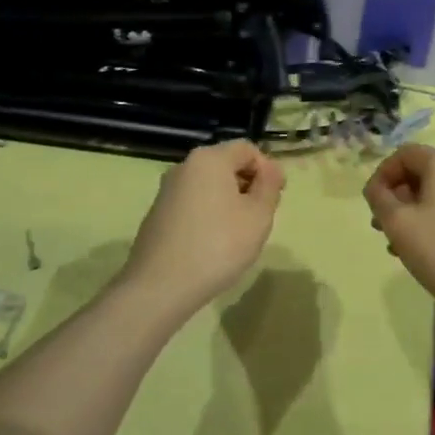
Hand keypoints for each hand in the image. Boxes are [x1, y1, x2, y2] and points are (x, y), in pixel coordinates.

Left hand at [119, 141, 284, 314]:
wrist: (160, 285)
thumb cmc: (218, 245)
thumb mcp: (258, 216)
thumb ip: (269, 186)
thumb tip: (271, 168)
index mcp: (209, 159)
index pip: (247, 149)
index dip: (267, 169)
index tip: (276, 198)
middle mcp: (184, 166)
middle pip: (226, 164)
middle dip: (248, 185)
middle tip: (260, 218)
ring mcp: (167, 190)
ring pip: (209, 185)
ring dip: (229, 201)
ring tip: (238, 233)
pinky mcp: (158, 213)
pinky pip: (192, 202)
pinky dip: (208, 214)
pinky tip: (212, 243)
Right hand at [363, 144, 434, 313]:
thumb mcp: (397, 223)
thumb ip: (378, 197)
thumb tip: (377, 188)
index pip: (404, 154)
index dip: (382, 174)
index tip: (372, 202)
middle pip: (420, 173)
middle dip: (396, 196)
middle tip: (380, 226)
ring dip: (411, 212)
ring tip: (396, 244)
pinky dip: (431, 221)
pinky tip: (421, 250)